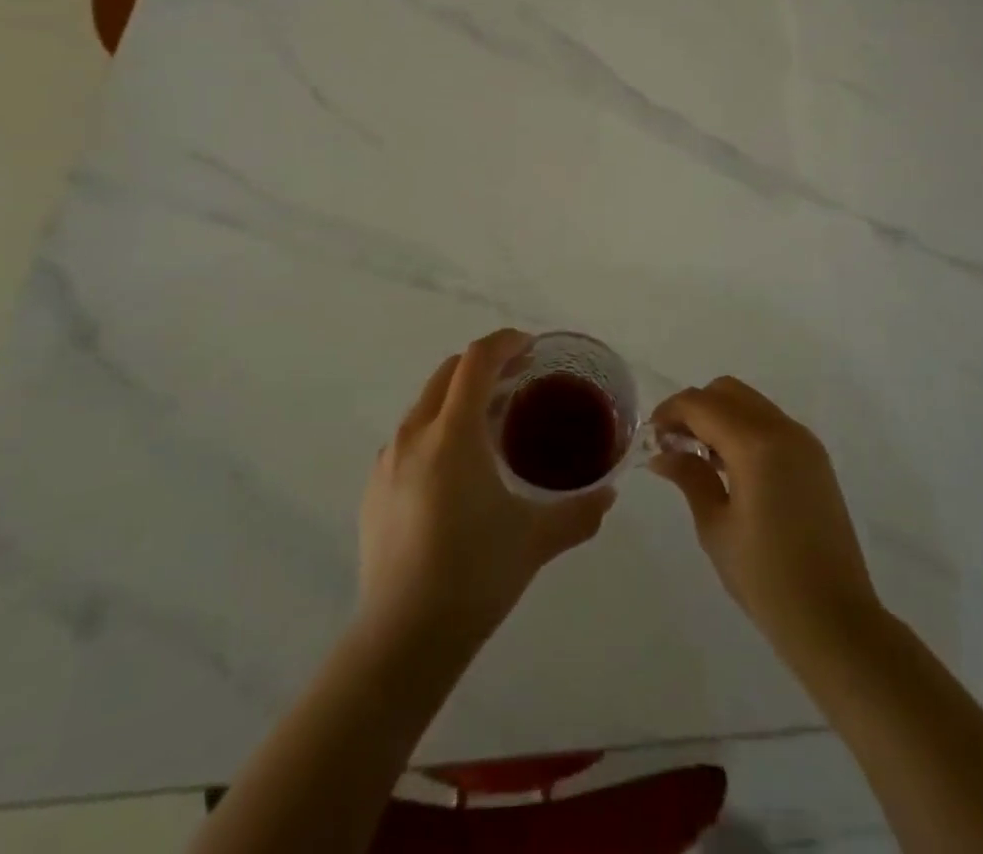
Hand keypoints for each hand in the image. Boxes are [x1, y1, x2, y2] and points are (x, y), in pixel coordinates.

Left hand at [357, 329, 614, 645]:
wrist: (402, 639)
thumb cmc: (475, 575)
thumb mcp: (536, 540)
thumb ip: (579, 511)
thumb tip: (609, 494)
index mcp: (453, 433)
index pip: (477, 361)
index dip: (505, 343)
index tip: (530, 348)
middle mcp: (414, 434)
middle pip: (448, 373)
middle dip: (483, 365)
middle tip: (518, 381)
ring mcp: (387, 461)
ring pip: (425, 405)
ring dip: (458, 398)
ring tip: (489, 426)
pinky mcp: (373, 489)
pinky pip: (409, 439)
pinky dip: (436, 432)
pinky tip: (455, 473)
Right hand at [651, 377, 878, 651]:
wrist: (835, 621)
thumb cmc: (766, 578)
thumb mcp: (716, 527)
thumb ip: (690, 477)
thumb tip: (663, 453)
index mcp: (755, 444)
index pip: (701, 404)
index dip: (670, 412)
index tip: (651, 437)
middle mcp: (783, 430)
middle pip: (727, 392)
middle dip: (695, 408)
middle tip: (674, 444)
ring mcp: (804, 442)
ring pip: (750, 403)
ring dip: (720, 416)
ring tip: (699, 458)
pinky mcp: (815, 459)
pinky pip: (770, 423)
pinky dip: (744, 429)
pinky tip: (731, 468)